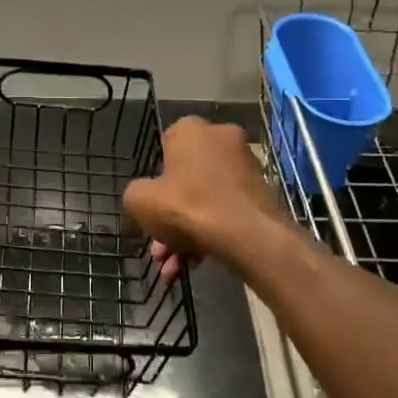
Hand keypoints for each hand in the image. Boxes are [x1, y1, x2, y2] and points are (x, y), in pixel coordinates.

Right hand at [122, 118, 280, 280]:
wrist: (246, 235)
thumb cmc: (186, 205)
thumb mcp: (139, 199)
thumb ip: (136, 192)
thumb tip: (146, 196)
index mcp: (190, 130)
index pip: (166, 145)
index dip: (155, 176)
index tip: (150, 201)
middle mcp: (221, 139)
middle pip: (185, 180)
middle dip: (169, 217)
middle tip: (160, 247)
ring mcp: (245, 167)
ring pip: (205, 200)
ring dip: (186, 233)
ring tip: (174, 266)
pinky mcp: (261, 193)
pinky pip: (225, 211)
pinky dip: (210, 234)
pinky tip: (196, 264)